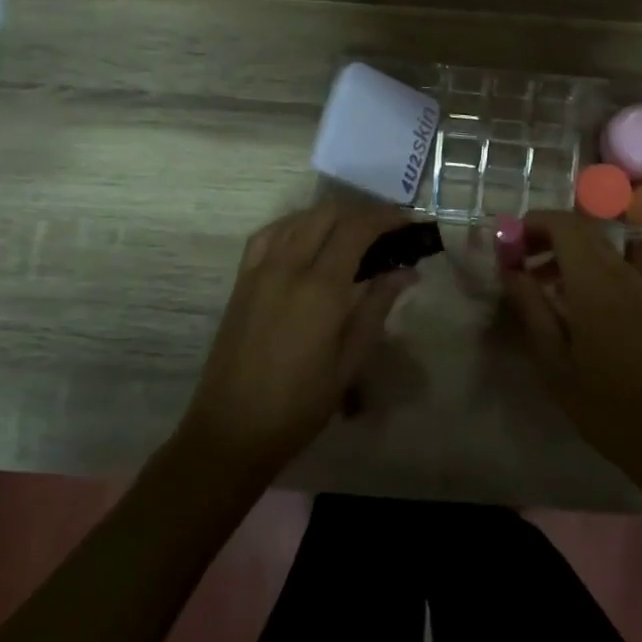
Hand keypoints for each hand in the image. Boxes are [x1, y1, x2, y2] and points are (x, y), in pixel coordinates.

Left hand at [182, 200, 416, 475]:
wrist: (232, 429)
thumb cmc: (300, 404)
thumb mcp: (349, 361)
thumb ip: (377, 307)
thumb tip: (407, 272)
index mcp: (320, 288)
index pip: (356, 229)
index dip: (385, 218)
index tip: (408, 221)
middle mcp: (288, 267)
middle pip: (327, 214)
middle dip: (361, 212)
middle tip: (387, 229)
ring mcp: (259, 270)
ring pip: (298, 219)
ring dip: (330, 216)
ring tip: (354, 233)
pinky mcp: (241, 280)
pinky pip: (269, 235)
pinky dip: (295, 225)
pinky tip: (307, 238)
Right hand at [501, 212, 641, 508]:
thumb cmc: (605, 405)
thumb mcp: (554, 363)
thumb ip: (531, 308)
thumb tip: (510, 270)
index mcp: (595, 284)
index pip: (564, 225)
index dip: (532, 223)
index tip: (508, 243)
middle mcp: (622, 274)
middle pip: (583, 231)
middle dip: (546, 236)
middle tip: (518, 262)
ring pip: (601, 249)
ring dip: (567, 254)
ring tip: (541, 286)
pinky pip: (619, 269)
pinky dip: (590, 271)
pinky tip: (576, 302)